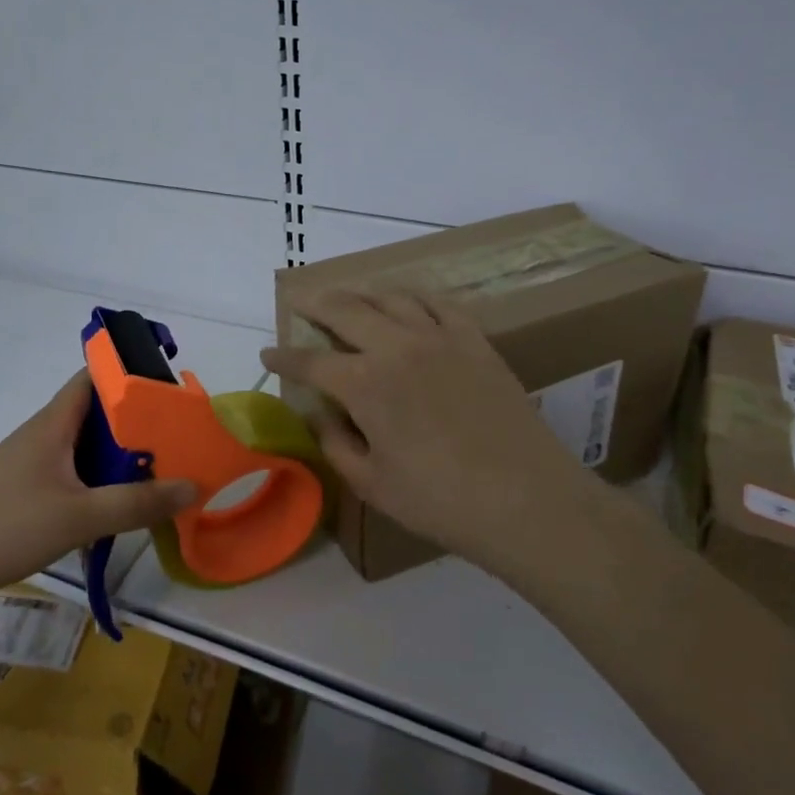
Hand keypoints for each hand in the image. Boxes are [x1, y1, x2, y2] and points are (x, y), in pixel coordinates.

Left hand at [0, 372, 195, 610]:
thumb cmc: (4, 526)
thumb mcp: (79, 517)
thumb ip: (137, 503)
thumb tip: (193, 484)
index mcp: (53, 424)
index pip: (94, 377)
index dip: (129, 374)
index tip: (167, 389)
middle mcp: (43, 435)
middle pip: (96, 414)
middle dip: (135, 422)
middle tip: (177, 438)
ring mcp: (31, 464)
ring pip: (85, 447)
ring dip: (118, 456)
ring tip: (158, 472)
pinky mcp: (24, 492)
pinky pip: (72, 473)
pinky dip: (98, 481)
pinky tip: (116, 506)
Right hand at [260, 290, 587, 562]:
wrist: (526, 498)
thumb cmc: (440, 500)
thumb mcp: (371, 484)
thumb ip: (336, 443)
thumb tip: (319, 415)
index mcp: (364, 384)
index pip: (310, 362)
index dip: (284, 357)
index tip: (267, 353)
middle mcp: (396, 347)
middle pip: (345, 310)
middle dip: (315, 303)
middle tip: (299, 301)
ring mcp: (439, 338)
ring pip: (390, 298)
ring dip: (361, 293)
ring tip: (348, 296)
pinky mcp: (475, 340)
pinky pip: (439, 303)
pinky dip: (414, 296)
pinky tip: (407, 300)